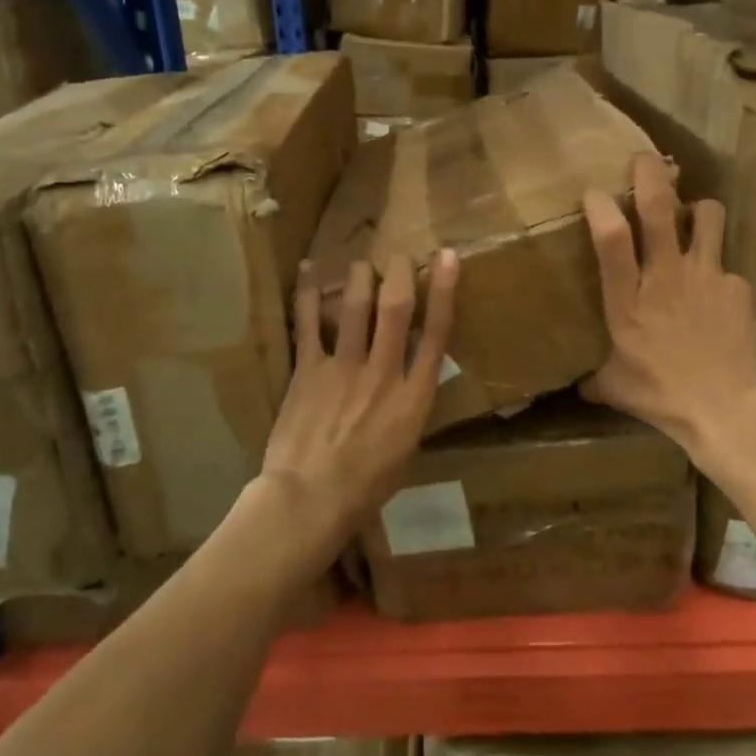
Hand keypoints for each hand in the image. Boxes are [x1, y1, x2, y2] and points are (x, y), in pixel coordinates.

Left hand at [260, 250, 459, 545]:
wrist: (311, 499)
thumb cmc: (366, 486)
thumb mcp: (405, 448)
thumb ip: (409, 408)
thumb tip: (407, 384)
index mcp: (414, 397)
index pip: (436, 333)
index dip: (444, 290)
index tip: (448, 258)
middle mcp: (384, 372)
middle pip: (395, 308)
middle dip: (399, 273)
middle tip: (399, 256)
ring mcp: (344, 368)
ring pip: (354, 306)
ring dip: (359, 277)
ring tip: (361, 263)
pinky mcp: (308, 370)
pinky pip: (308, 324)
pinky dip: (307, 294)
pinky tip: (307, 270)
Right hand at [582, 153, 755, 462]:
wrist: (732, 410)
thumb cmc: (665, 398)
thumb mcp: (618, 389)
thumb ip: (598, 379)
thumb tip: (581, 386)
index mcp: (628, 301)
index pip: (610, 239)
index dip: (601, 207)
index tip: (593, 192)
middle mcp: (665, 277)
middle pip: (658, 208)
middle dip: (649, 173)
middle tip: (643, 159)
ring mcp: (707, 276)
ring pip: (707, 215)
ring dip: (698, 208)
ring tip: (694, 218)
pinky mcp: (739, 286)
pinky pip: (727, 265)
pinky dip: (719, 272)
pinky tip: (719, 296)